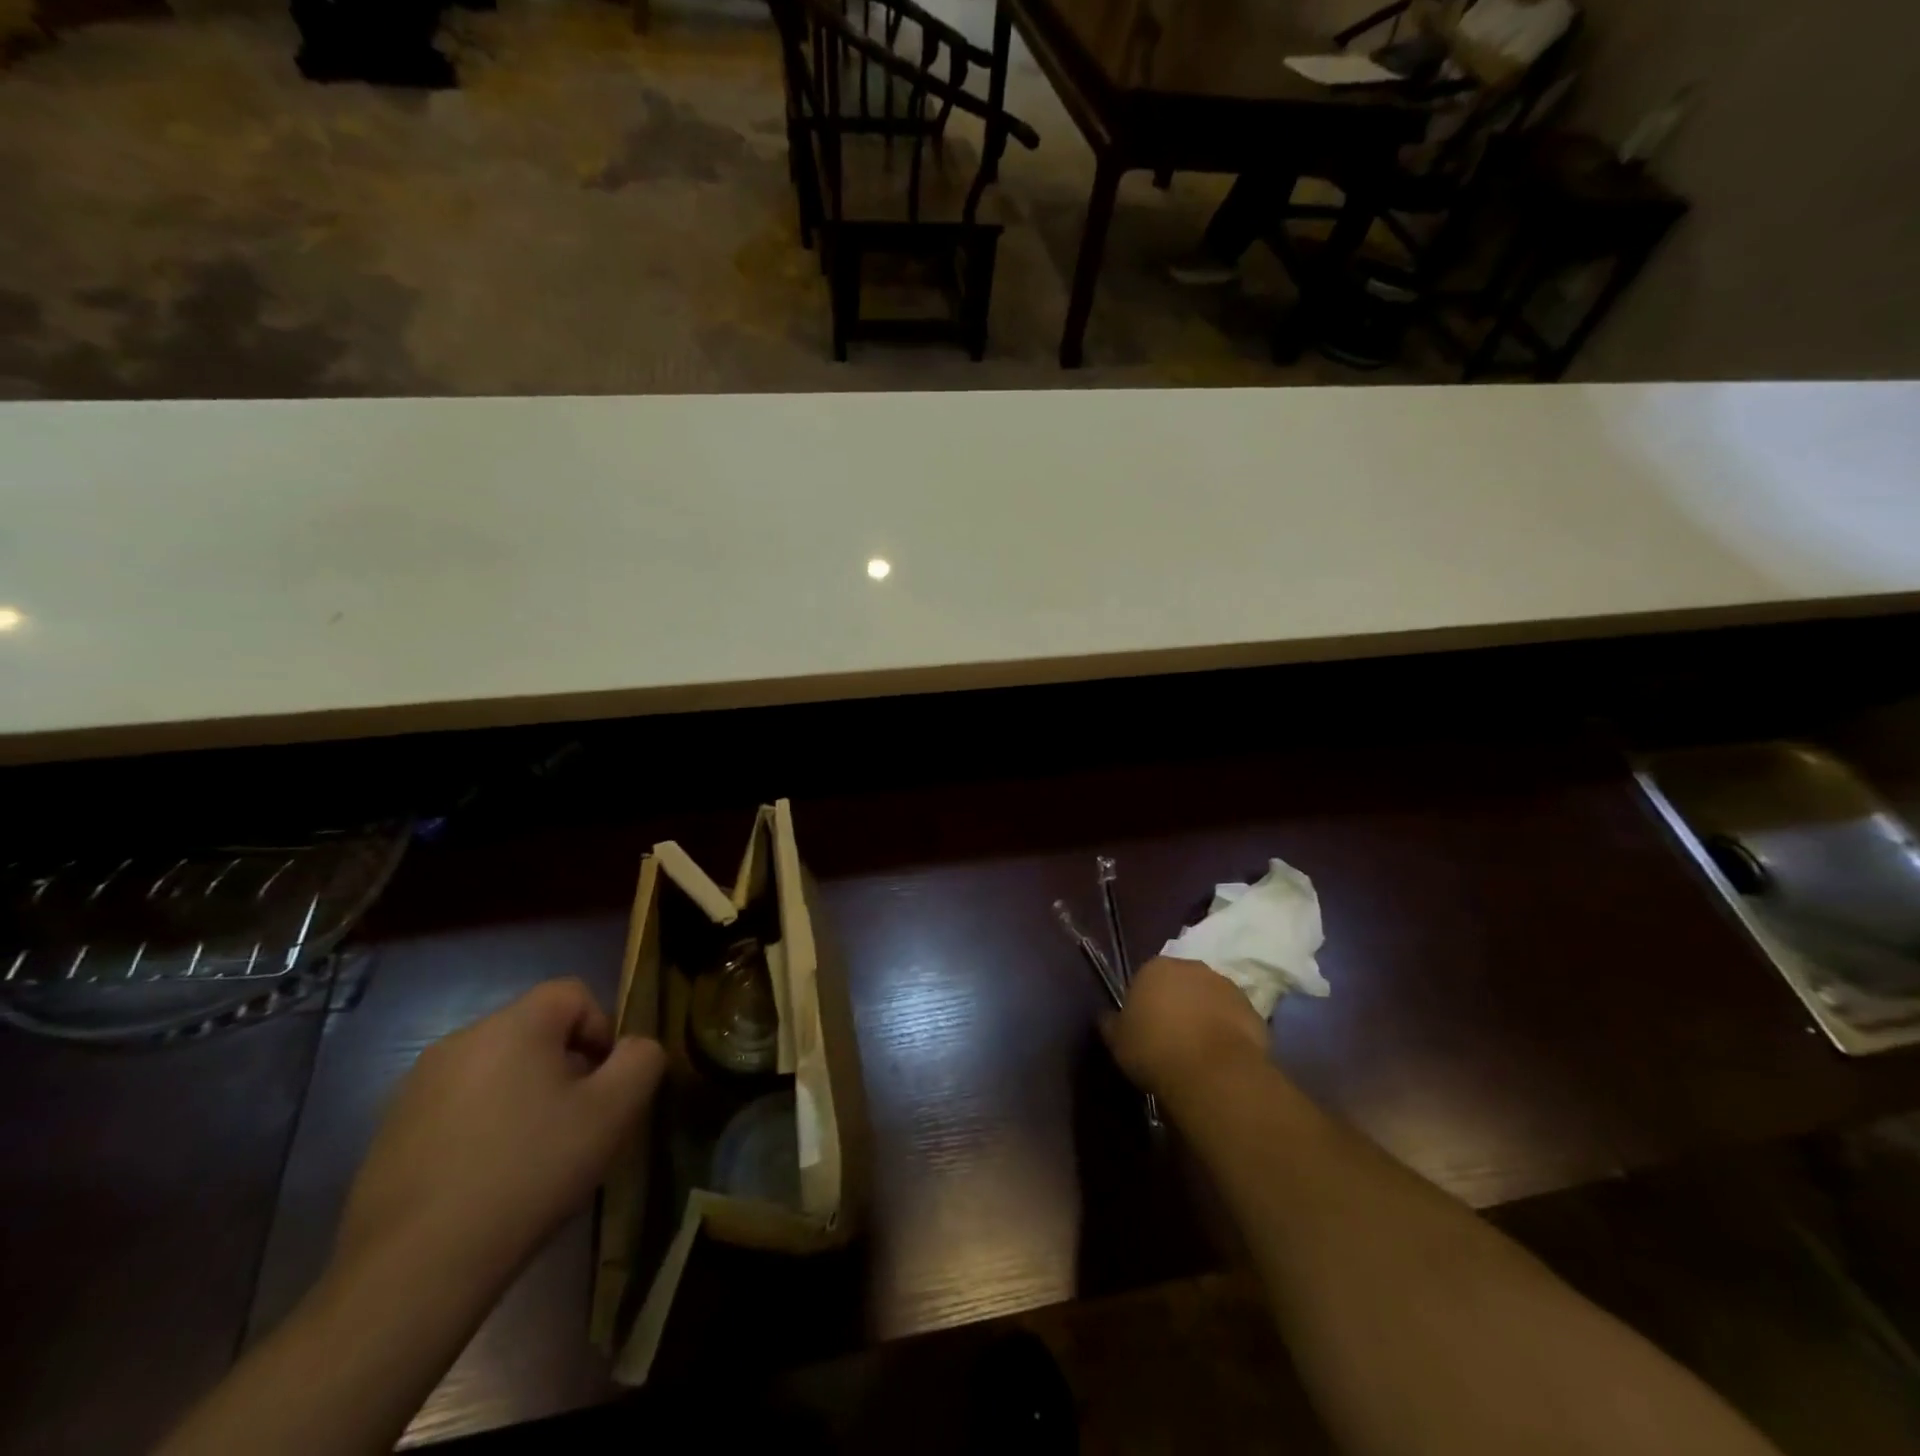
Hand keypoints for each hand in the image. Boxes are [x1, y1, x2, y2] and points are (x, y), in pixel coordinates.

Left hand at [336, 978, 664, 1288]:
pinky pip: (456, 1107)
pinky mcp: (389, 1132)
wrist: (412, 1271)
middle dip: (565, 1067)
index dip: (602, 1030)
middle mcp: (461, 1040)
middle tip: (576, 1123)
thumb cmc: (528, 1174)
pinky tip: (486, 1180)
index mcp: (513, 1025)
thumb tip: (634, 1047)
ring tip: (532, 1156)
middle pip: (534, 1031)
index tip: (604, 1086)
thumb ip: (641, 1060)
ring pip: (496, 1070)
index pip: (573, 993)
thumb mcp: (614, 1113)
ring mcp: (416, 1087)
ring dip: (523, 1097)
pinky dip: (481, 1127)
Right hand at [1103, 956, 1268, 1102]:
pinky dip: (1226, 1032)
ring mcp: (1225, 986)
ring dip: (1203, 1016)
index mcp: (1154, 967)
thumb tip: (1108, 1017)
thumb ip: (1111, 1024)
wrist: (1213, 1072)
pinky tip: (1219, 1057)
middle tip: (1170, 1038)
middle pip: (1180, 984)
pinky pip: (1232, 1018)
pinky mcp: (1252, 1009)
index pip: (1145, 979)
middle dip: (1176, 1004)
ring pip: (1208, 999)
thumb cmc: (1155, 1049)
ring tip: (1198, 1051)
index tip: (1144, 1029)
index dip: (1144, 1004)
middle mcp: (1191, 967)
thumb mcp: (1118, 1041)